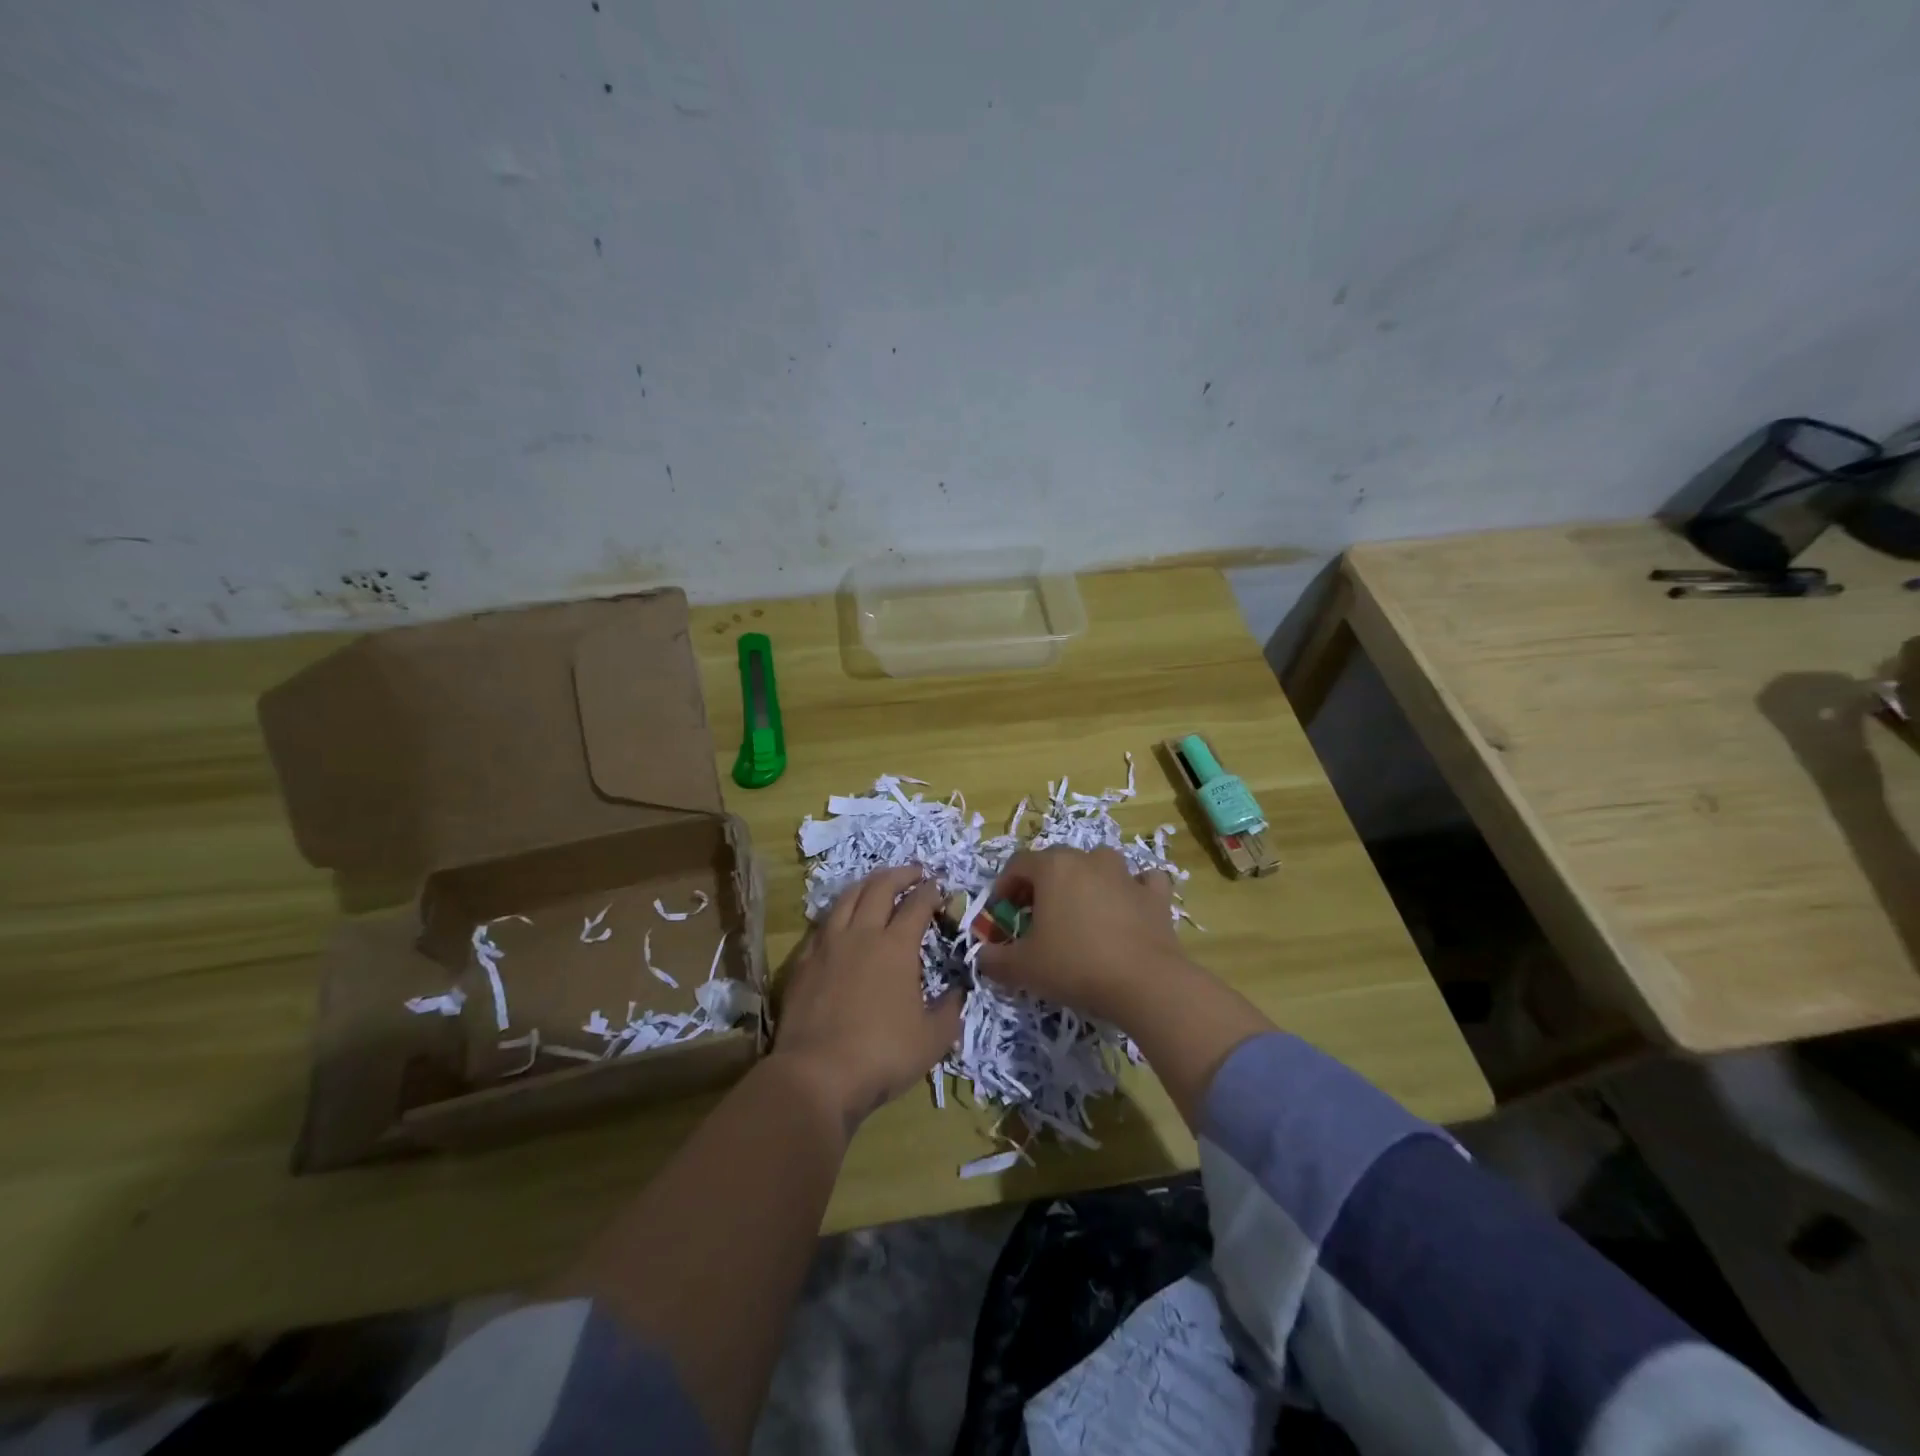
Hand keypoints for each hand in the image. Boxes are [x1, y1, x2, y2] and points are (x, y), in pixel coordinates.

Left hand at [772, 866, 958, 1127]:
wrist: (816, 1074)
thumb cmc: (882, 1055)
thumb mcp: (933, 1039)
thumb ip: (950, 1010)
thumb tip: (959, 991)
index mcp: (896, 946)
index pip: (917, 904)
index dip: (931, 891)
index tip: (940, 887)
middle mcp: (862, 934)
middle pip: (880, 887)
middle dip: (901, 874)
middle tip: (914, 873)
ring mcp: (828, 944)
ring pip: (847, 897)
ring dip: (868, 884)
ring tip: (878, 883)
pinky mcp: (803, 961)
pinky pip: (823, 923)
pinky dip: (839, 912)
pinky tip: (842, 920)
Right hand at [977, 846, 1188, 1023]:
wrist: (1145, 983)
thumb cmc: (1075, 965)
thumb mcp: (1023, 968)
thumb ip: (995, 959)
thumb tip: (983, 956)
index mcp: (1053, 867)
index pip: (1018, 864)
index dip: (1004, 887)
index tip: (1001, 915)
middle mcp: (1089, 860)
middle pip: (1057, 862)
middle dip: (1041, 886)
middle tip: (1035, 918)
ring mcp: (1126, 874)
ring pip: (1099, 865)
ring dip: (1085, 882)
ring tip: (1079, 913)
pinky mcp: (1155, 895)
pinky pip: (1140, 882)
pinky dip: (1131, 890)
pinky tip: (1128, 908)